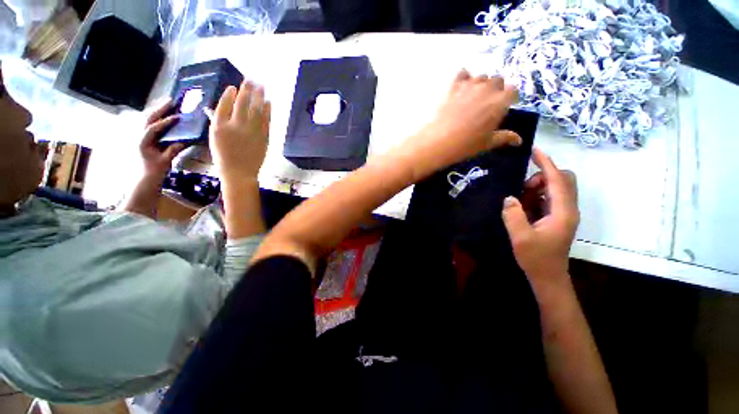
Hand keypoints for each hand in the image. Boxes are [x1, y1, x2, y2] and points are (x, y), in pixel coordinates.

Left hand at [140, 100, 184, 176]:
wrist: (144, 179)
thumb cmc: (154, 171)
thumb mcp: (165, 161)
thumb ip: (173, 150)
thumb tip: (183, 141)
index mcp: (142, 142)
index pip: (153, 128)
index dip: (165, 122)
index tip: (177, 116)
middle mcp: (138, 136)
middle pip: (147, 118)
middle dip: (159, 109)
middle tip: (171, 101)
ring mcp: (140, 136)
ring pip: (146, 119)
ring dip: (157, 111)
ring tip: (167, 104)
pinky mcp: (144, 138)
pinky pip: (149, 124)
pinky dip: (156, 117)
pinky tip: (162, 114)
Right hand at [209, 81, 270, 182]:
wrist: (239, 172)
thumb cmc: (224, 156)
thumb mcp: (214, 138)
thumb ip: (219, 121)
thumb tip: (224, 107)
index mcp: (220, 126)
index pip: (225, 104)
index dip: (230, 94)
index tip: (234, 87)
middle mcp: (236, 126)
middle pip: (242, 103)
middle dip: (247, 89)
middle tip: (251, 79)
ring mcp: (252, 132)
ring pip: (256, 110)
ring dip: (260, 96)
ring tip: (262, 86)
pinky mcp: (263, 137)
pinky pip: (266, 121)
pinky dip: (268, 110)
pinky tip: (269, 102)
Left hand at [395, 70, 521, 180]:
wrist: (439, 141)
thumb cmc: (466, 144)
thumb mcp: (488, 143)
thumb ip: (505, 137)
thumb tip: (519, 141)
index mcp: (500, 101)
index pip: (513, 90)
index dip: (509, 97)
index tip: (503, 106)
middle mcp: (488, 88)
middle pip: (497, 80)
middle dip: (495, 89)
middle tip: (487, 103)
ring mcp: (470, 85)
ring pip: (481, 76)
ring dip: (480, 84)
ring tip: (472, 98)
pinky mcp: (453, 86)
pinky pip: (462, 73)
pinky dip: (464, 78)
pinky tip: (460, 89)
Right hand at [502, 148, 579, 283]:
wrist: (548, 276)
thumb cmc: (536, 258)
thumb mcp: (520, 237)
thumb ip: (513, 215)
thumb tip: (510, 198)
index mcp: (563, 212)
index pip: (558, 180)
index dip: (547, 164)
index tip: (534, 152)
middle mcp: (568, 209)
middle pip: (563, 180)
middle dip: (543, 177)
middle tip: (523, 189)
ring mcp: (564, 213)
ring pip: (556, 188)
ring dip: (539, 187)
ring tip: (521, 200)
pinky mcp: (558, 218)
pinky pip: (550, 198)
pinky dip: (537, 196)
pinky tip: (524, 206)